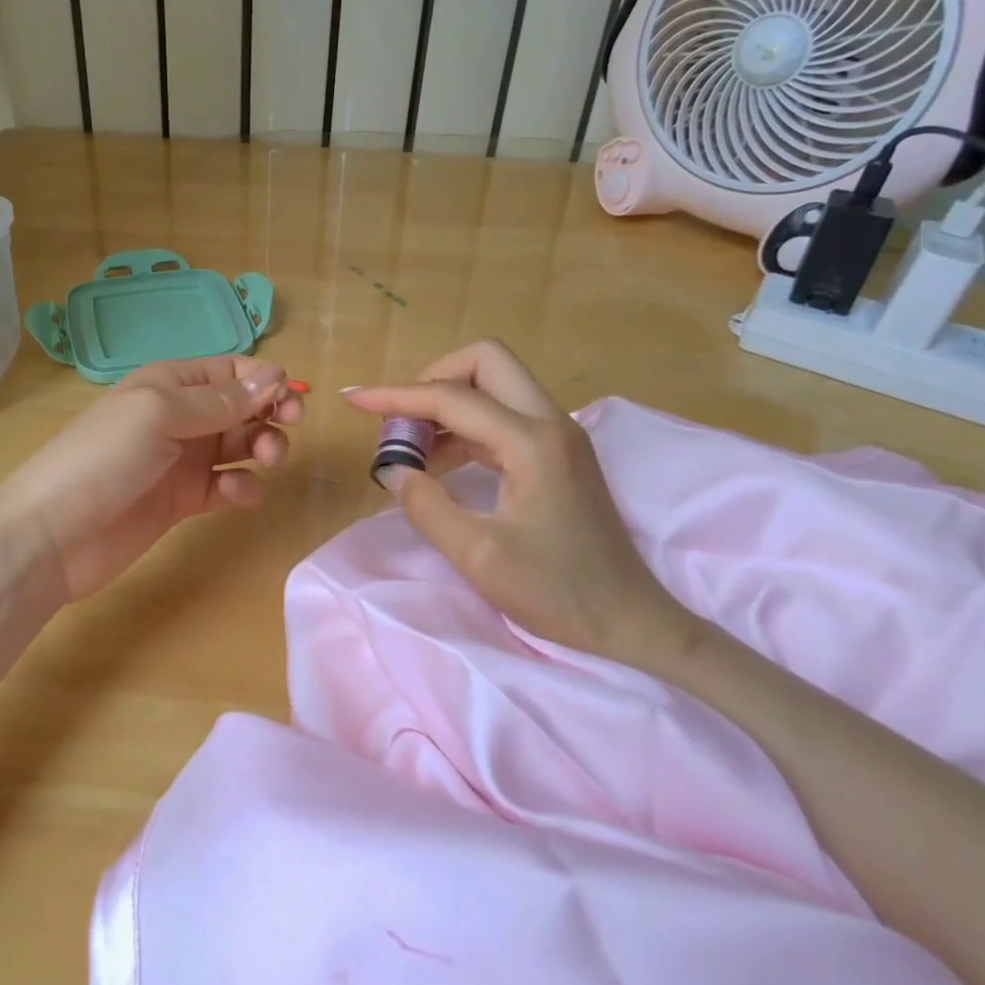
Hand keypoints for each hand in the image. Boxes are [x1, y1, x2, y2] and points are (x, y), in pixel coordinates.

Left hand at [0, 356, 302, 607]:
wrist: (53, 535)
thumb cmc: (103, 458)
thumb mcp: (160, 414)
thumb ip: (220, 400)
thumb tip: (276, 374)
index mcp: (171, 383)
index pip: (231, 370)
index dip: (263, 379)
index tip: (289, 397)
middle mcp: (181, 416)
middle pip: (242, 406)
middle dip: (270, 412)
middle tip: (288, 428)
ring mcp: (183, 460)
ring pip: (241, 444)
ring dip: (262, 447)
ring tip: (267, 460)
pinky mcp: (185, 500)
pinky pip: (227, 485)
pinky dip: (241, 486)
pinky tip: (236, 493)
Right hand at [345, 340, 697, 667]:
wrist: (631, 622)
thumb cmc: (558, 592)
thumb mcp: (478, 555)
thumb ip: (426, 505)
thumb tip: (392, 469)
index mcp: (532, 441)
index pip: (452, 397)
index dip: (396, 396)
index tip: (353, 400)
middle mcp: (550, 422)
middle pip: (486, 361)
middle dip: (434, 378)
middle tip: (400, 419)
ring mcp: (559, 435)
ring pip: (496, 385)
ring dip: (449, 401)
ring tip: (410, 445)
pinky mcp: (559, 453)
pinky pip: (504, 416)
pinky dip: (466, 425)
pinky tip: (439, 460)